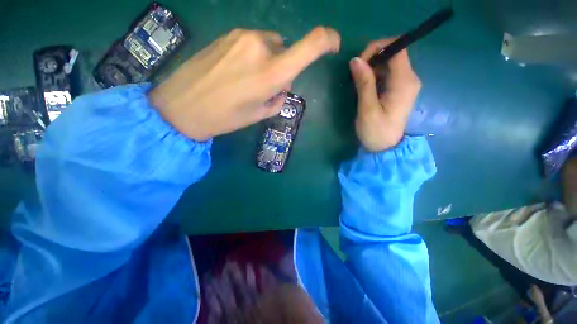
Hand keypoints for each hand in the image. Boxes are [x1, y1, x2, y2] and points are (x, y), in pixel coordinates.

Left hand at [149, 27, 339, 140]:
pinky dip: (253, 56)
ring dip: (268, 61)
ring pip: (270, 45)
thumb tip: (282, 85)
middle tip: (266, 86)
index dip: (326, 40)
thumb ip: (277, 98)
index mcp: (272, 74)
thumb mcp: (259, 115)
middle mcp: (261, 47)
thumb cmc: (225, 117)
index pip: (310, 45)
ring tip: (247, 80)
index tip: (332, 44)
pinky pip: (252, 43)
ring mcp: (242, 37)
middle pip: (286, 51)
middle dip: (282, 68)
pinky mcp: (227, 35)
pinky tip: (235, 71)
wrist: (181, 107)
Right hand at [349, 39, 420, 151]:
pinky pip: (388, 75)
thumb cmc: (375, 131)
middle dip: (372, 59)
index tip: (359, 63)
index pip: (397, 49)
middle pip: (393, 55)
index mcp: (404, 82)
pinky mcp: (400, 91)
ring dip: (372, 69)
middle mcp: (409, 79)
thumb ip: (363, 83)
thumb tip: (355, 60)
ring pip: (389, 64)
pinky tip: (366, 89)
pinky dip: (375, 76)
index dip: (377, 48)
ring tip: (359, 84)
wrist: (385, 148)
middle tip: (356, 75)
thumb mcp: (367, 108)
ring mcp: (406, 85)